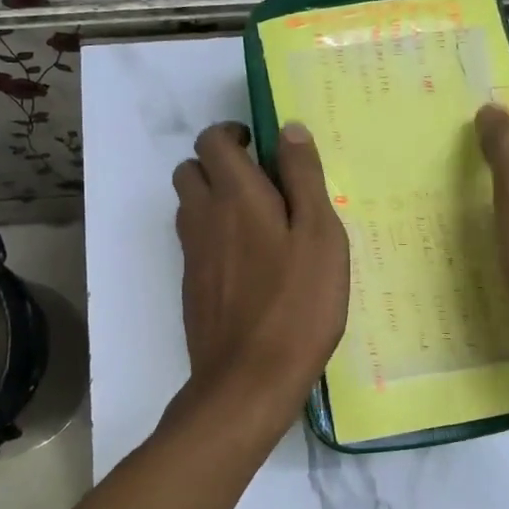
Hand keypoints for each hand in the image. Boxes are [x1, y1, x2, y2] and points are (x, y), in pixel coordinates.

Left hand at [173, 120, 349, 422]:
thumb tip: (288, 129)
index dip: (232, 134)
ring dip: (213, 198)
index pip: (212, 141)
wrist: (249, 380)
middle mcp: (203, 216)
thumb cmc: (297, 304)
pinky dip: (214, 235)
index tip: (260, 147)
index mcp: (235, 195)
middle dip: (217, 164)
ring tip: (258, 221)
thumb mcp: (320, 236)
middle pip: (190, 169)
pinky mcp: (191, 286)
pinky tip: (250, 264)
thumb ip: (304, 178)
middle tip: (259, 182)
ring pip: (188, 206)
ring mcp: (192, 254)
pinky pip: (195, 242)